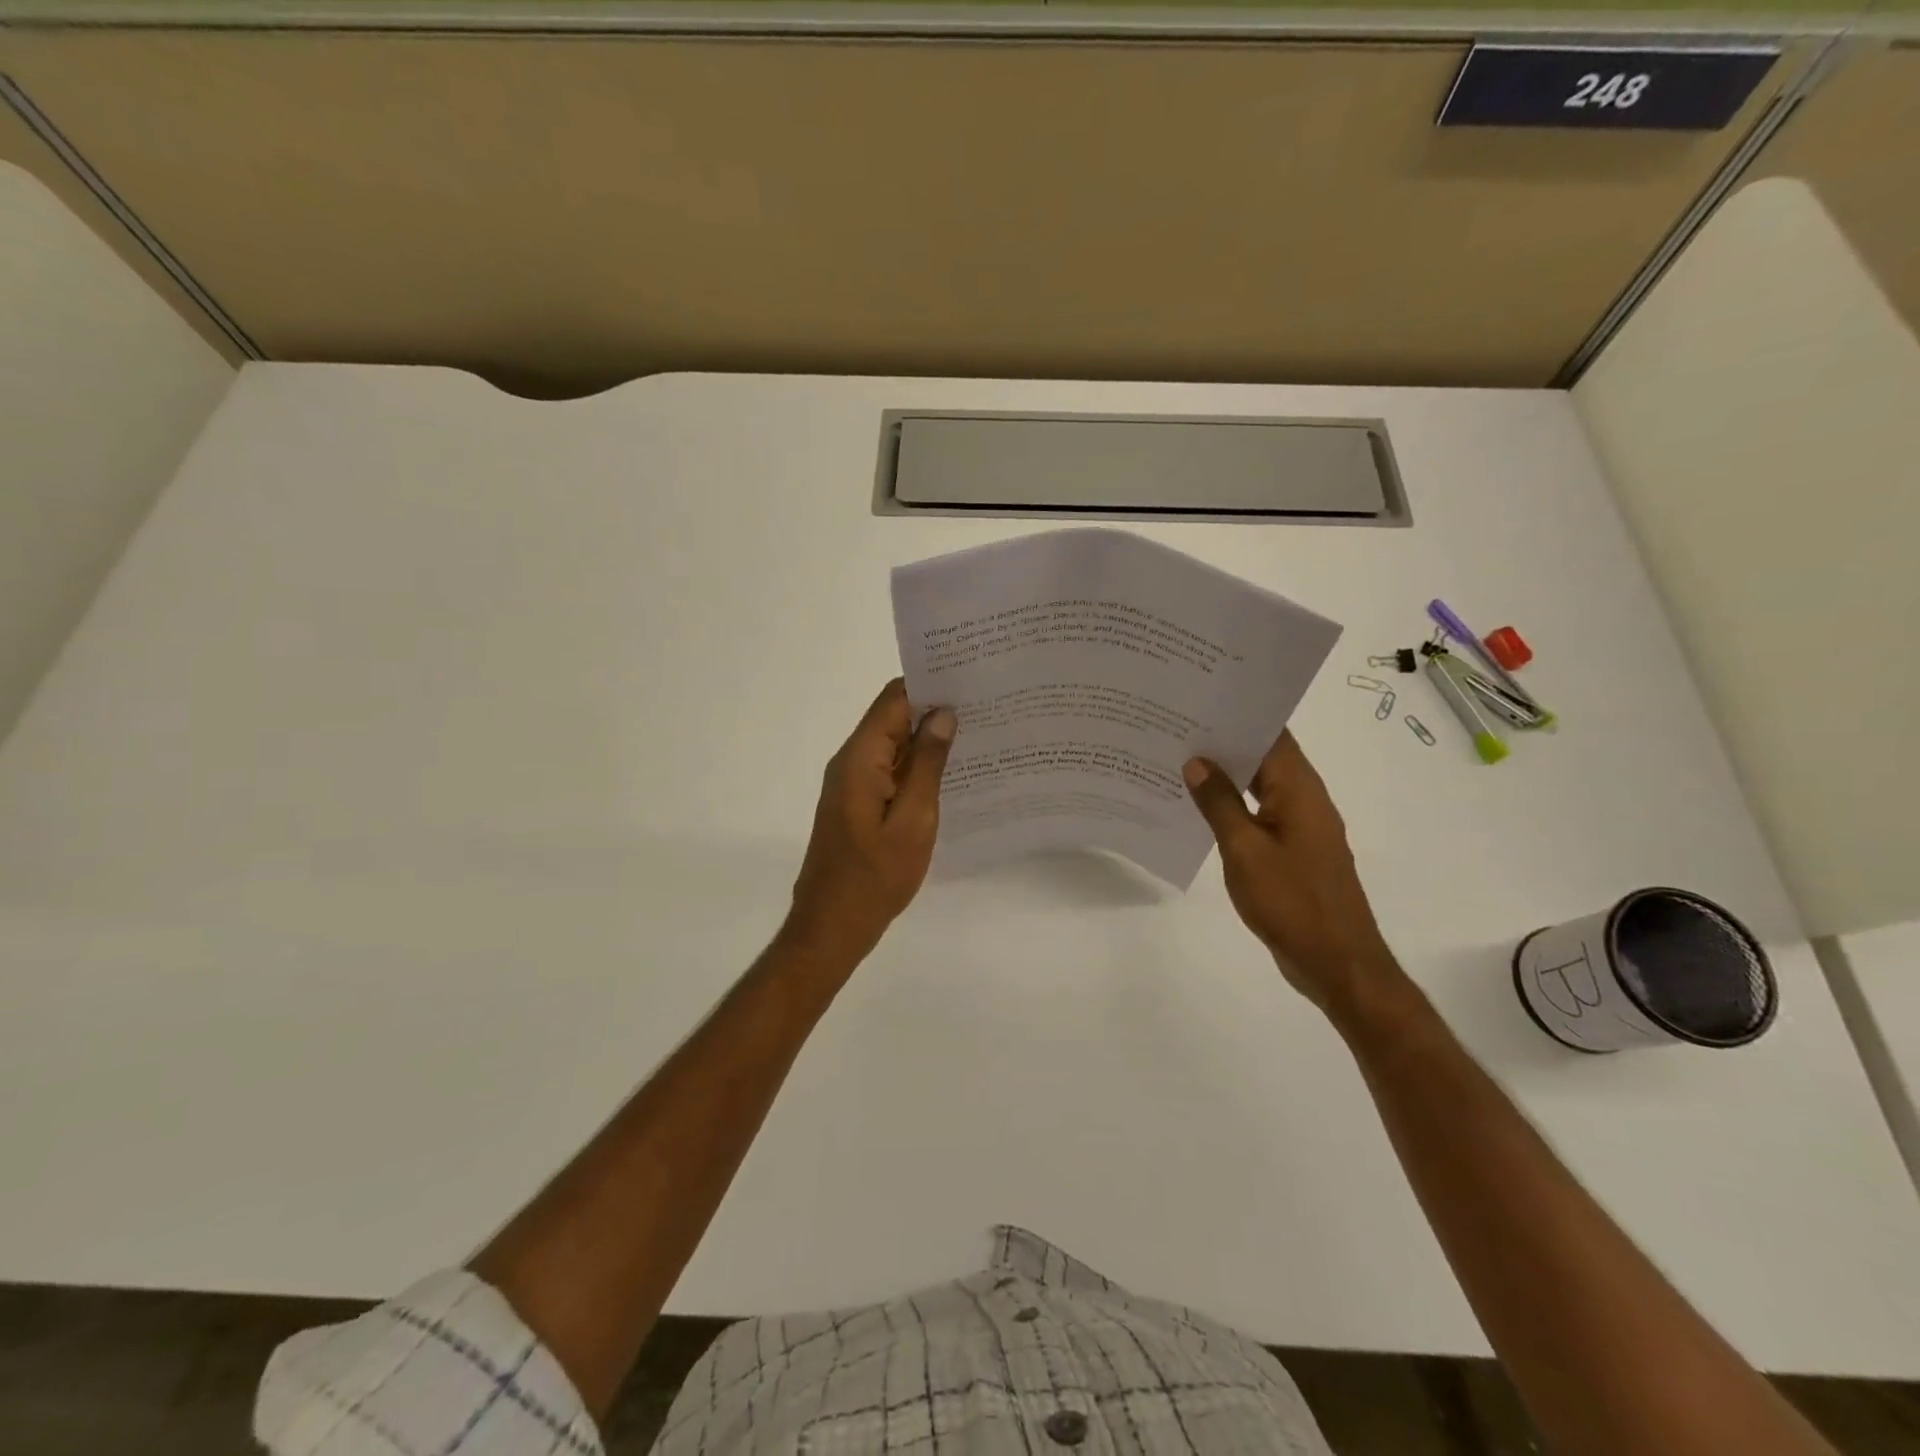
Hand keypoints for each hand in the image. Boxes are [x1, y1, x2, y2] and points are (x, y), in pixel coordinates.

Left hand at [786, 679, 956, 964]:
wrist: (832, 927)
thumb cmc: (875, 877)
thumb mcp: (913, 820)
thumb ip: (928, 765)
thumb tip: (943, 714)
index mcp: (860, 758)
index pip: (893, 699)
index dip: (929, 684)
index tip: (970, 678)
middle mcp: (852, 762)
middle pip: (893, 718)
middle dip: (935, 710)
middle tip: (985, 706)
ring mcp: (853, 784)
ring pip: (894, 745)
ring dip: (929, 740)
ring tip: (979, 734)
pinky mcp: (859, 803)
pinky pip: (891, 771)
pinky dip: (918, 766)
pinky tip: (952, 772)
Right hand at [1184, 732, 1399, 1015]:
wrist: (1337, 962)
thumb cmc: (1291, 902)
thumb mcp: (1244, 850)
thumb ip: (1219, 803)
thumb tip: (1196, 762)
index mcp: (1299, 790)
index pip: (1271, 734)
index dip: (1237, 714)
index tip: (1197, 700)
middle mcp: (1304, 799)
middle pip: (1264, 756)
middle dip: (1224, 741)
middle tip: (1175, 727)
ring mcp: (1301, 826)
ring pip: (1260, 785)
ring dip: (1227, 774)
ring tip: (1178, 760)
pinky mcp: (1294, 850)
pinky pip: (1260, 813)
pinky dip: (1233, 805)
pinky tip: (1199, 808)